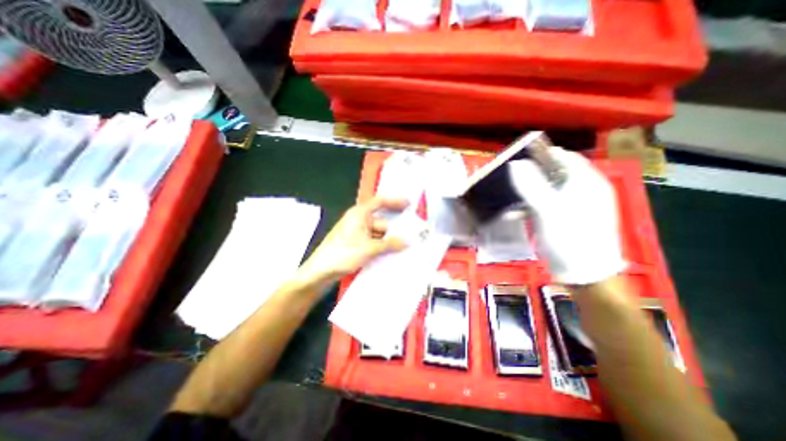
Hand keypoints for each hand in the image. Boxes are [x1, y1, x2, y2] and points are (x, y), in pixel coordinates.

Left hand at [292, 198, 404, 287]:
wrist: (321, 272)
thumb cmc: (343, 254)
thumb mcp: (369, 248)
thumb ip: (389, 244)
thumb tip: (407, 242)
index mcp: (360, 214)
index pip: (379, 202)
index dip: (394, 201)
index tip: (408, 204)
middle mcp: (359, 220)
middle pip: (381, 221)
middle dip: (395, 229)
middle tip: (413, 235)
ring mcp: (357, 233)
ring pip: (378, 233)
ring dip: (390, 240)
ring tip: (406, 247)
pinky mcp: (356, 244)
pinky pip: (374, 241)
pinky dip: (382, 246)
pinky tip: (393, 253)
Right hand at [510, 149, 626, 285]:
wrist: (585, 274)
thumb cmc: (570, 238)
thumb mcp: (548, 211)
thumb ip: (531, 186)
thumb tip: (515, 164)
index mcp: (586, 182)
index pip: (562, 157)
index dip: (540, 156)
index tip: (516, 160)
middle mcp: (582, 189)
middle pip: (553, 173)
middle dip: (530, 175)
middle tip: (510, 180)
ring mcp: (574, 204)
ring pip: (546, 189)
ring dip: (527, 193)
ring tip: (509, 197)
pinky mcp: (565, 217)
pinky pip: (545, 204)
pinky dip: (530, 207)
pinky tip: (514, 215)